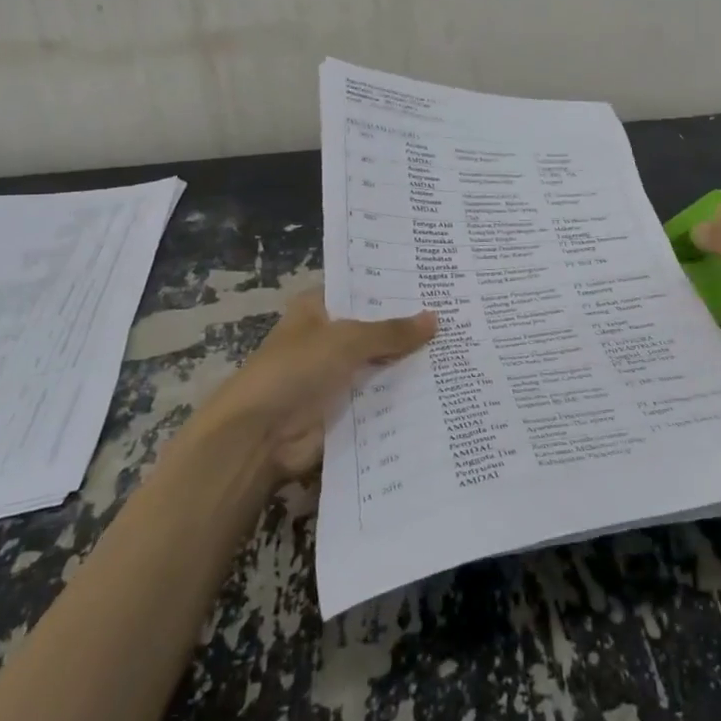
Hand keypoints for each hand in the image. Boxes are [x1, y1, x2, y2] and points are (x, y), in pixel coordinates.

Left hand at [201, 290, 435, 481]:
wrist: (259, 437)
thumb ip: (392, 331)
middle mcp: (326, 339)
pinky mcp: (343, 410)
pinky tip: (443, 387)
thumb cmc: (296, 370)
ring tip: (460, 349)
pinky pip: (380, 397)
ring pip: (381, 364)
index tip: (433, 283)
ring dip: (410, 363)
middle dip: (409, 327)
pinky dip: (404, 395)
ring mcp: (335, 376)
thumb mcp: (348, 340)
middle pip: (374, 329)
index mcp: (316, 309)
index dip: (393, 287)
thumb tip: (436, 318)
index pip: (360, 290)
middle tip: (457, 316)